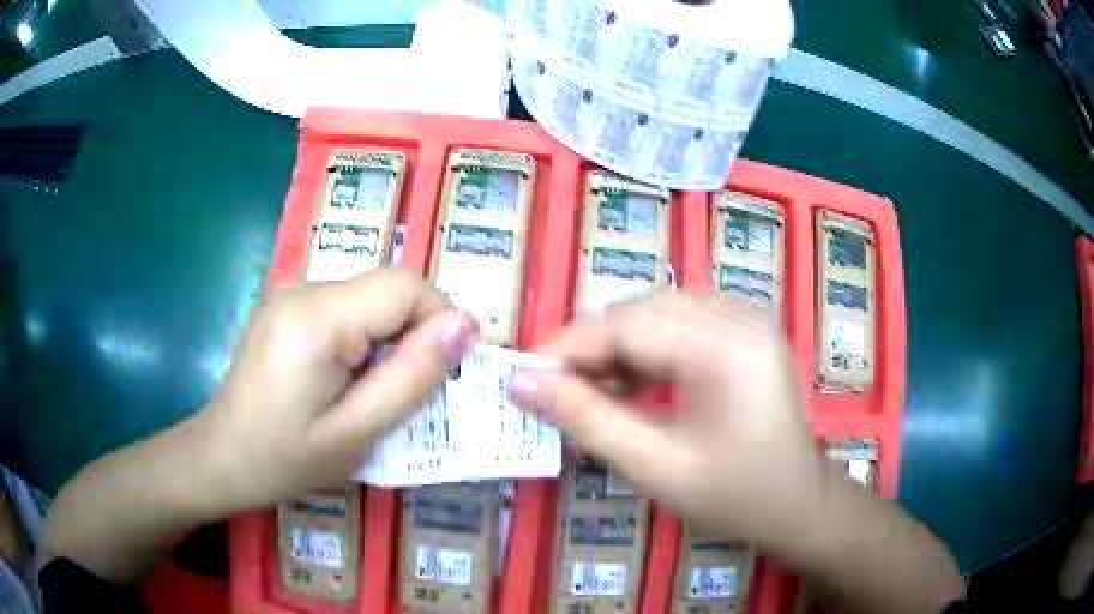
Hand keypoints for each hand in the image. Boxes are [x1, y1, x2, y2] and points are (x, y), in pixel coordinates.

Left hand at [199, 269, 477, 508]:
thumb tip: (464, 326)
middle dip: (411, 337)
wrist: (222, 457)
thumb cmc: (287, 458)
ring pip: (368, 299)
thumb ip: (413, 378)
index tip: (446, 374)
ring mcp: (289, 290)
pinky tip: (340, 379)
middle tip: (401, 397)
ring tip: (367, 394)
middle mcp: (302, 286)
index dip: (440, 322)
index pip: (406, 287)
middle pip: (387, 290)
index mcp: (317, 317)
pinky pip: (344, 307)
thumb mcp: (358, 434)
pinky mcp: (285, 303)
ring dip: (385, 341)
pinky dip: (360, 338)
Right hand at [509, 293, 827, 545]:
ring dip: (615, 353)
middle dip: (590, 350)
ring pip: (655, 318)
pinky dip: (643, 357)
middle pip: (641, 312)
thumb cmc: (737, 497)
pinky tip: (628, 391)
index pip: (629, 323)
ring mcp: (744, 323)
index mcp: (729, 347)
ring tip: (590, 398)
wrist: (799, 506)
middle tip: (555, 394)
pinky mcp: (741, 336)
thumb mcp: (657, 468)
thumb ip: (587, 421)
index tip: (524, 377)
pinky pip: (677, 330)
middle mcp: (739, 318)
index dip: (569, 345)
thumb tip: (522, 383)